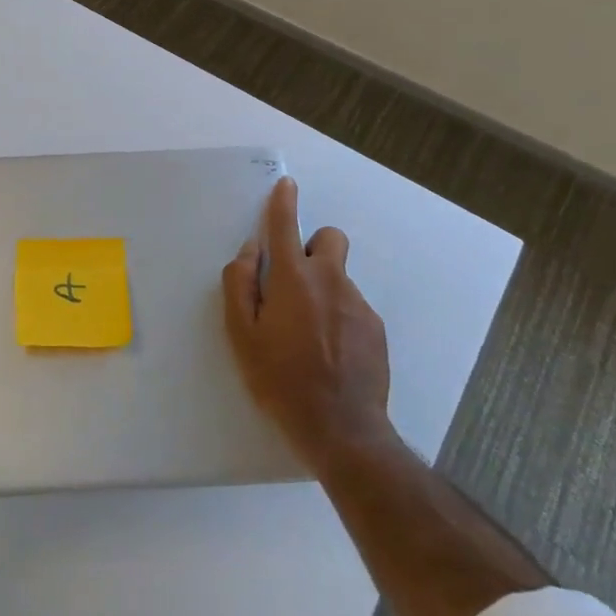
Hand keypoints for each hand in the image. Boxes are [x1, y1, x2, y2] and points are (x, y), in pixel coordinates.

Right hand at [223, 176, 394, 472]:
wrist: (341, 429)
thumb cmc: (279, 379)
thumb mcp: (241, 334)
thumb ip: (239, 283)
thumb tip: (251, 251)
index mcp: (293, 278)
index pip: (286, 226)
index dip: (283, 202)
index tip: (286, 185)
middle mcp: (330, 281)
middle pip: (330, 238)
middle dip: (313, 246)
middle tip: (294, 282)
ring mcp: (358, 304)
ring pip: (339, 277)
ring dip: (322, 289)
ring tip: (307, 334)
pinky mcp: (375, 328)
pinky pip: (351, 306)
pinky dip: (338, 316)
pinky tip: (328, 352)